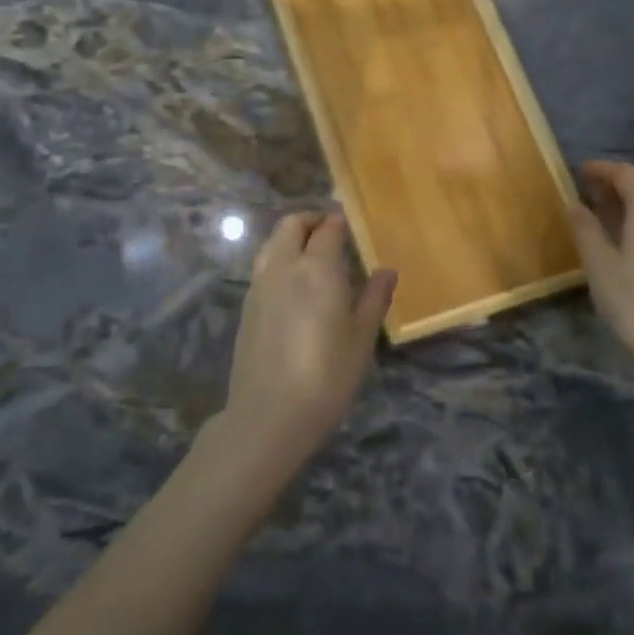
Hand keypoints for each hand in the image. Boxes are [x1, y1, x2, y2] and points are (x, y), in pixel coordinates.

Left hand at [223, 212, 394, 467]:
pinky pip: (263, 267)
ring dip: (290, 238)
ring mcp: (259, 285)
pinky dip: (278, 260)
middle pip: (290, 225)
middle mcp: (283, 266)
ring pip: (271, 244)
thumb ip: (374, 298)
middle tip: (331, 231)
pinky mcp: (247, 307)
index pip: (327, 229)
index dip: (339, 222)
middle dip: (310, 220)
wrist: (270, 414)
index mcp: (316, 267)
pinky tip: (294, 286)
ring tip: (312, 255)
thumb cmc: (328, 374)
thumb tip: (386, 271)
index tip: (350, 225)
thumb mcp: (362, 338)